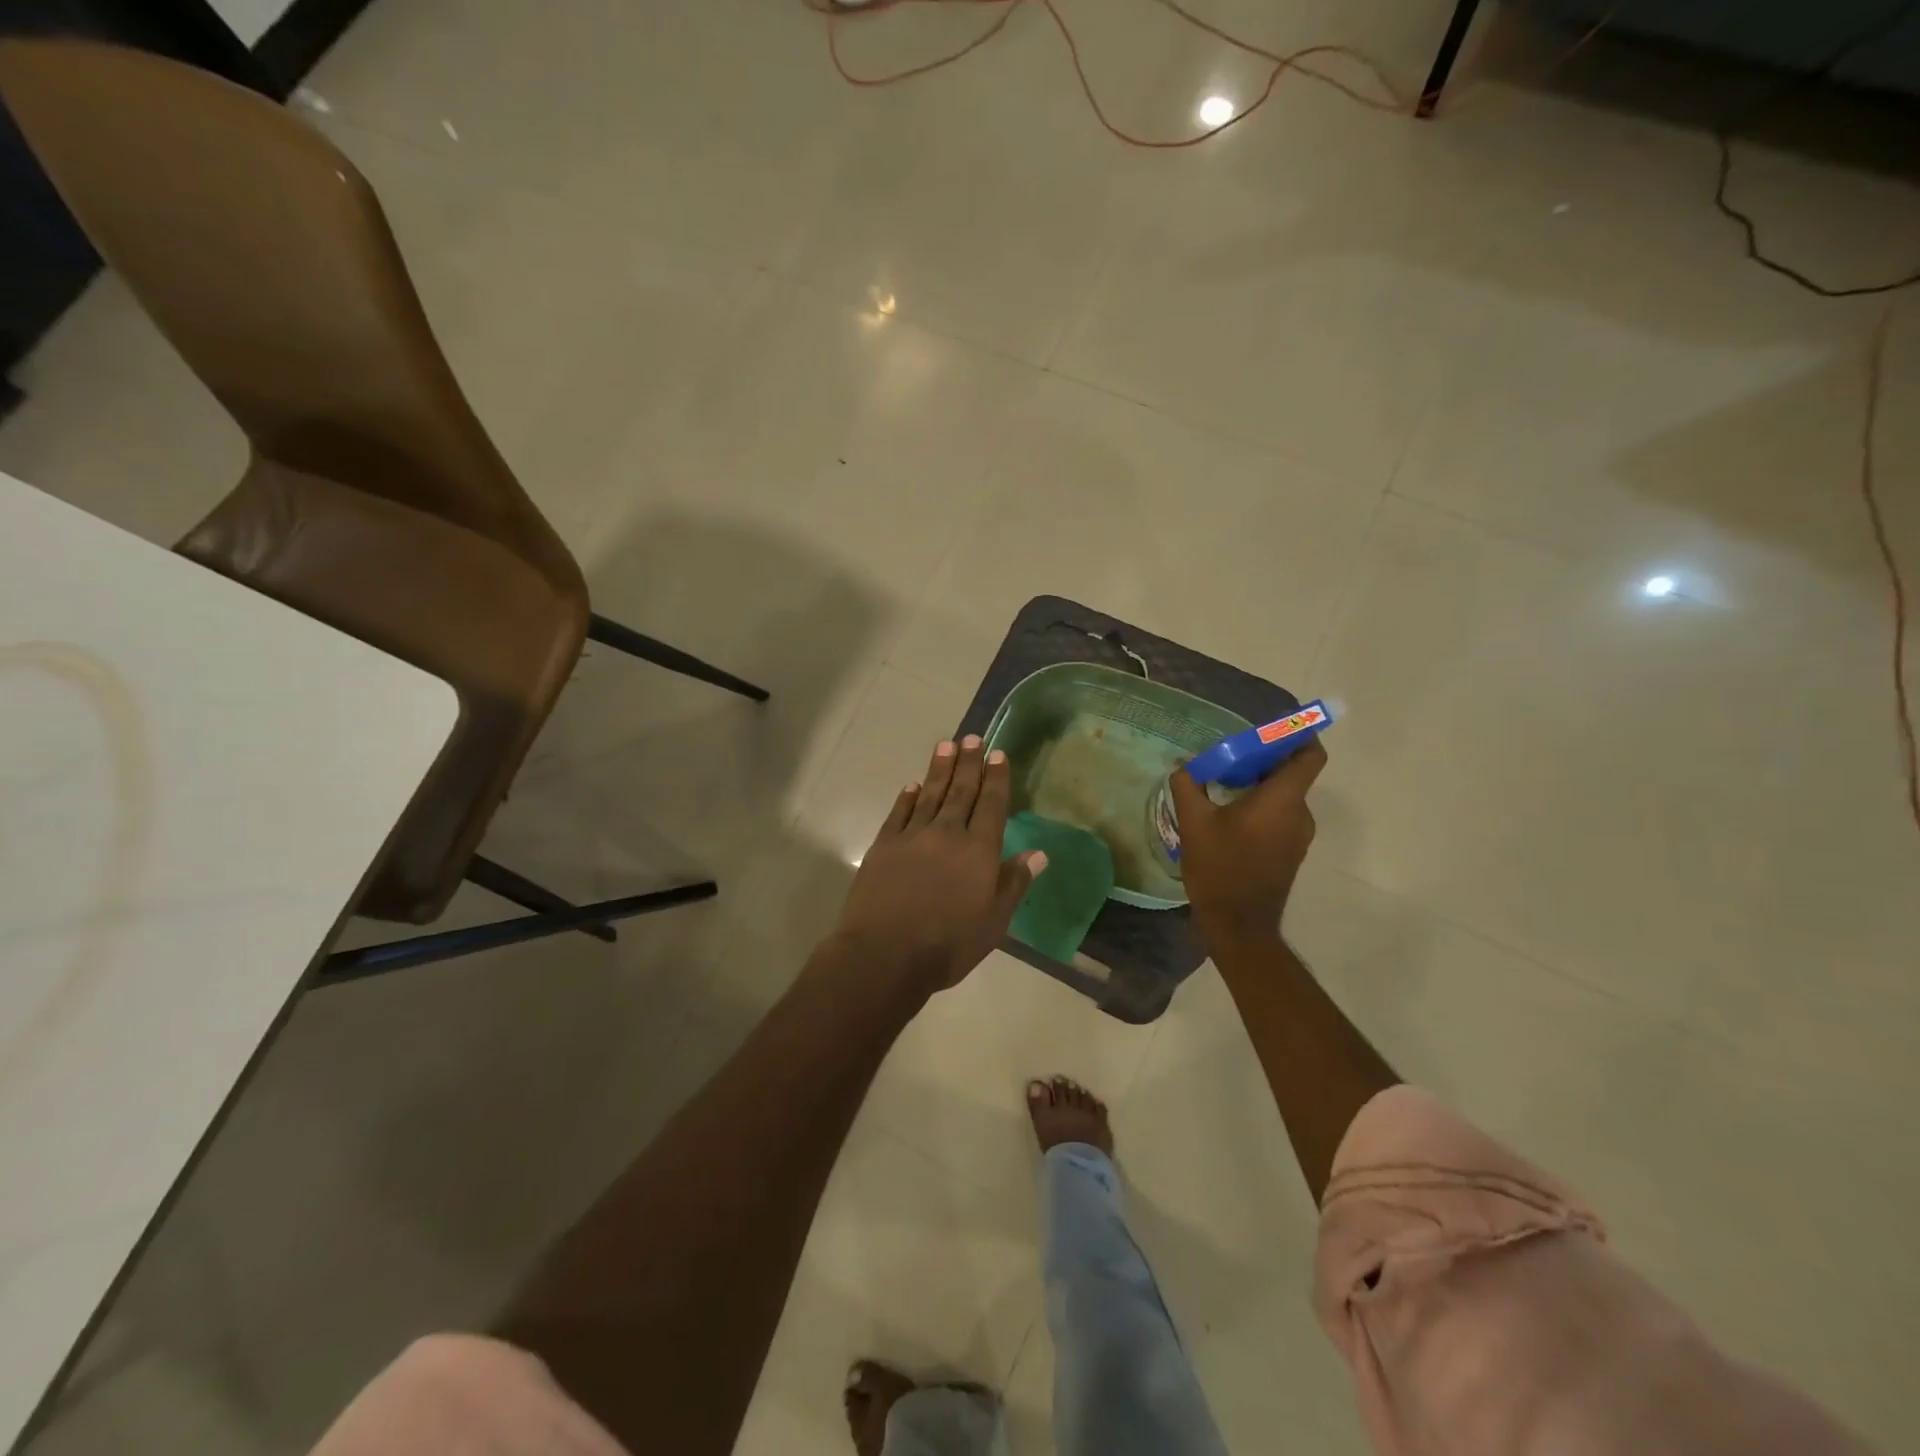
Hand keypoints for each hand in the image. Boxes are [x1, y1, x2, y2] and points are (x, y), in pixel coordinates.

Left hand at [831, 736, 1046, 993]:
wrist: (885, 954)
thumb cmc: (948, 944)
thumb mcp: (994, 921)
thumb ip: (1014, 883)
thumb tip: (1039, 853)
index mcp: (978, 850)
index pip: (991, 805)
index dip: (996, 779)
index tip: (998, 754)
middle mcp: (947, 833)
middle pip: (961, 791)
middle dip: (969, 763)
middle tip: (973, 737)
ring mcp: (912, 836)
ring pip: (930, 795)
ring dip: (939, 770)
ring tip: (946, 746)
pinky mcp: (883, 846)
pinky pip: (899, 813)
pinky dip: (907, 797)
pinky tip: (912, 785)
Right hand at [1169, 738, 1325, 950]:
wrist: (1238, 925)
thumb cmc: (1220, 868)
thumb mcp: (1194, 823)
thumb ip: (1189, 786)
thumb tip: (1185, 765)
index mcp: (1282, 799)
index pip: (1309, 755)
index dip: (1299, 735)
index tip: (1273, 728)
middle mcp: (1299, 813)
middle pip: (1292, 773)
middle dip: (1263, 759)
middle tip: (1228, 757)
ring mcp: (1297, 836)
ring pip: (1283, 796)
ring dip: (1258, 785)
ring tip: (1221, 787)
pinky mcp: (1289, 853)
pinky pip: (1279, 816)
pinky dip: (1260, 807)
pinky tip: (1227, 816)